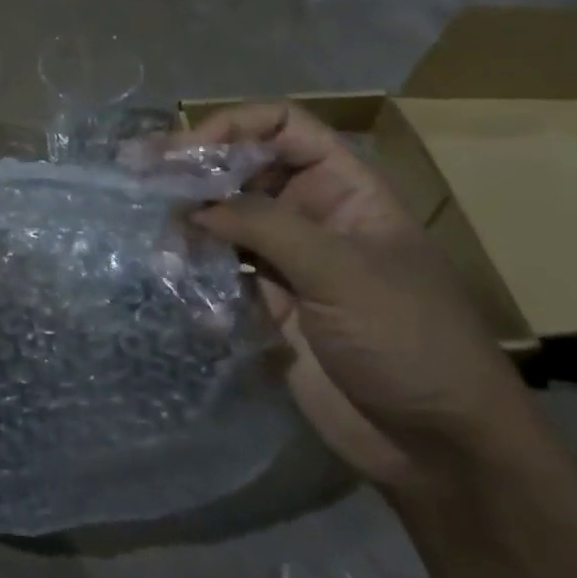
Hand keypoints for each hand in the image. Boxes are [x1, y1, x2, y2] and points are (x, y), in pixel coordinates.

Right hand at [173, 103, 545, 496]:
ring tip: (160, 244)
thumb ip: (265, 226)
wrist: (437, 450)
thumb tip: (195, 205)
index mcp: (345, 190)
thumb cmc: (409, 342)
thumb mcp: (342, 272)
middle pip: (243, 170)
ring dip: (188, 226)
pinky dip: (194, 271)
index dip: (234, 127)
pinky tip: (176, 282)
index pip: (284, 128)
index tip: (185, 151)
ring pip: (223, 221)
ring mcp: (287, 261)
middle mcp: (311, 215)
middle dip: (194, 174)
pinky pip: (219, 270)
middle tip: (139, 177)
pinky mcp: (267, 303)